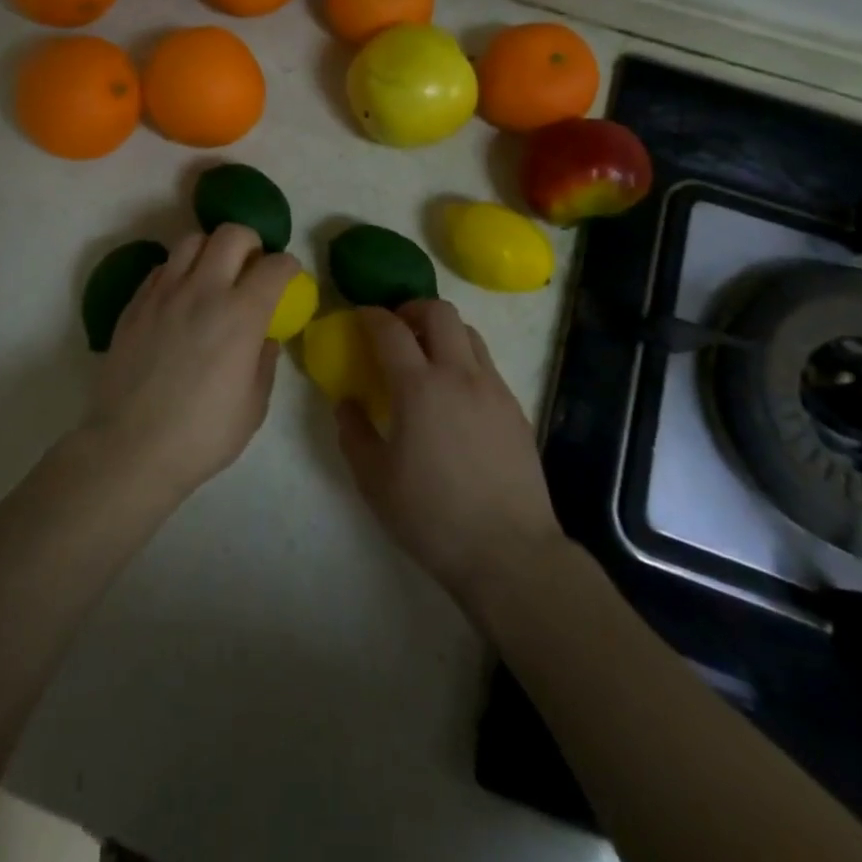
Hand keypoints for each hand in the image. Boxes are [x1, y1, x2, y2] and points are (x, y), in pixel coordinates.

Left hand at [89, 223, 299, 496]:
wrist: (131, 448)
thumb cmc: (202, 434)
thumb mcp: (253, 406)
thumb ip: (264, 362)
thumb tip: (265, 337)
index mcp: (241, 315)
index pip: (275, 266)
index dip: (289, 266)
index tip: (289, 277)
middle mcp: (203, 290)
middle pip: (232, 234)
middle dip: (251, 242)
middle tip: (251, 266)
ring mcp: (164, 293)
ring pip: (191, 240)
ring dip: (210, 249)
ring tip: (213, 275)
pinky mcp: (136, 304)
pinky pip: (162, 267)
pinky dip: (179, 270)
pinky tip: (180, 297)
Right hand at [336, 302, 564, 608]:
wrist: (509, 551)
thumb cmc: (431, 516)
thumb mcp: (374, 480)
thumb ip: (353, 433)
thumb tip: (347, 403)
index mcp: (419, 388)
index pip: (390, 329)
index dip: (371, 316)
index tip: (360, 317)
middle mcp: (459, 375)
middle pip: (439, 312)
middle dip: (412, 309)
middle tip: (396, 329)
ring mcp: (493, 389)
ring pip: (469, 333)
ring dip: (442, 331)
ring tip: (427, 357)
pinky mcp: (515, 408)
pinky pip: (487, 365)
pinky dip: (465, 361)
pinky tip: (455, 396)